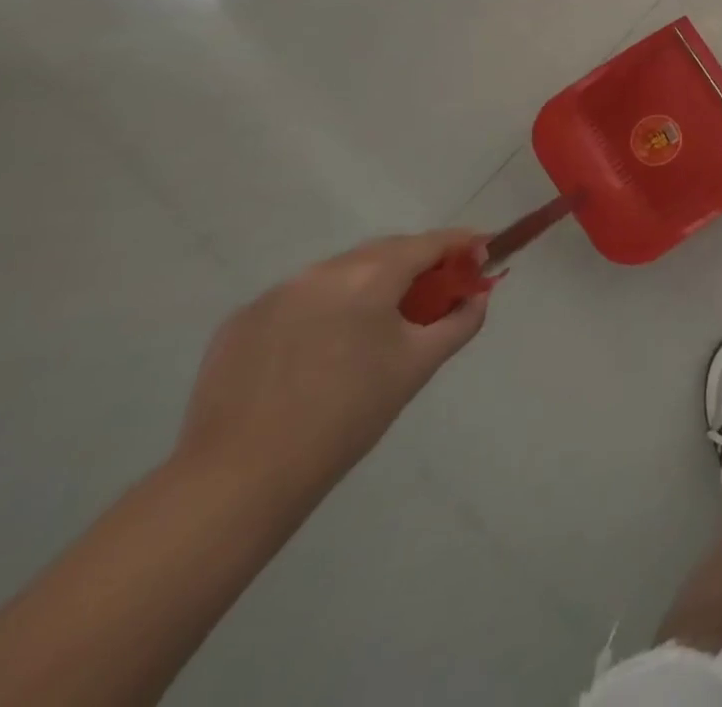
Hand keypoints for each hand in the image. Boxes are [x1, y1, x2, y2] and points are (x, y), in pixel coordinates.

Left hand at [175, 231, 488, 495]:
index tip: (482, 254)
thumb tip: (478, 296)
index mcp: (369, 276)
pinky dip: (324, 309)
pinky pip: (299, 300)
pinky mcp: (240, 322)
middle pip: (384, 252)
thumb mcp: (419, 365)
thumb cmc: (348, 415)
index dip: (462, 245)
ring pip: (340, 274)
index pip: (429, 243)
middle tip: (436, 292)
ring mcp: (275, 294)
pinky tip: (323, 350)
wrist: (241, 478)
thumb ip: (459, 321)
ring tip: (378, 325)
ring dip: (368, 286)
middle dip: (416, 264)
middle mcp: (322, 271)